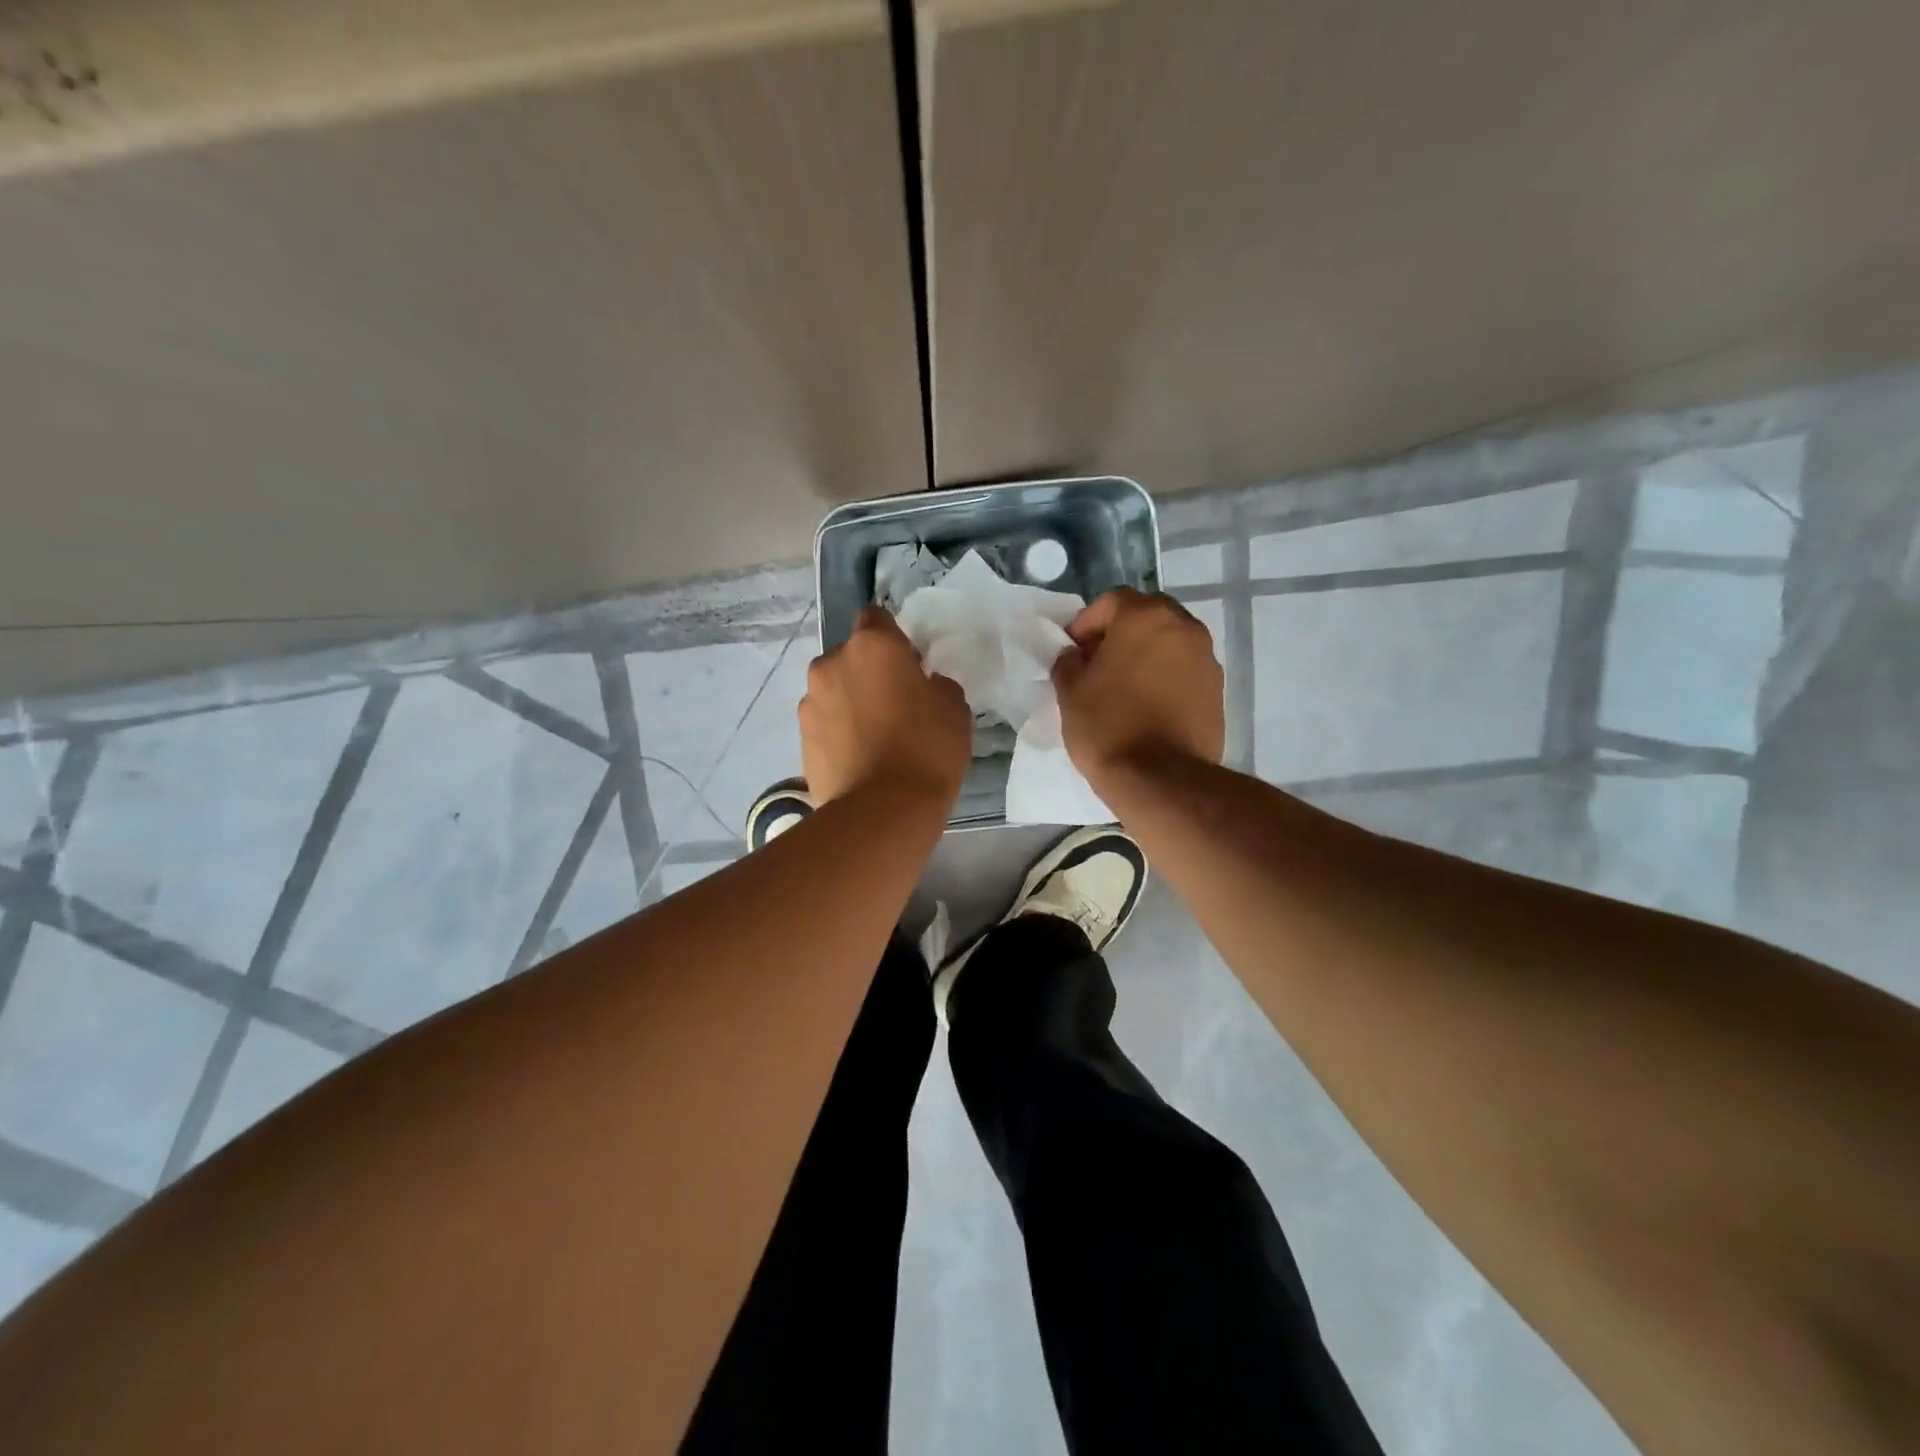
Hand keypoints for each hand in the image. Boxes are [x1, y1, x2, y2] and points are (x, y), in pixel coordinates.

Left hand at [800, 607, 971, 806]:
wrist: (883, 811)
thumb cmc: (927, 749)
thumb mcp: (954, 707)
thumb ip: (935, 684)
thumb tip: (921, 685)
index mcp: (872, 645)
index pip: (876, 617)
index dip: (893, 638)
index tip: (909, 665)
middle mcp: (831, 663)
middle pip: (851, 656)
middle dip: (868, 672)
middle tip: (895, 705)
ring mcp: (810, 702)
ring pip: (834, 690)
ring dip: (850, 702)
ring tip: (874, 737)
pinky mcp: (801, 738)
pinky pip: (824, 723)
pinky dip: (838, 732)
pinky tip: (859, 758)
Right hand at [1051, 588, 1225, 788]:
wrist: (1160, 778)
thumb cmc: (1108, 725)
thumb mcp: (1070, 691)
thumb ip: (1069, 662)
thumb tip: (1076, 656)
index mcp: (1145, 617)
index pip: (1111, 601)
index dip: (1087, 623)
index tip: (1073, 651)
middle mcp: (1184, 627)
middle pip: (1147, 616)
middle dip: (1121, 634)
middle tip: (1098, 664)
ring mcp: (1207, 658)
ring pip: (1170, 643)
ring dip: (1146, 655)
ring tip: (1124, 687)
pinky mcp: (1218, 690)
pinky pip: (1185, 671)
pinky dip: (1166, 678)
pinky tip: (1148, 706)